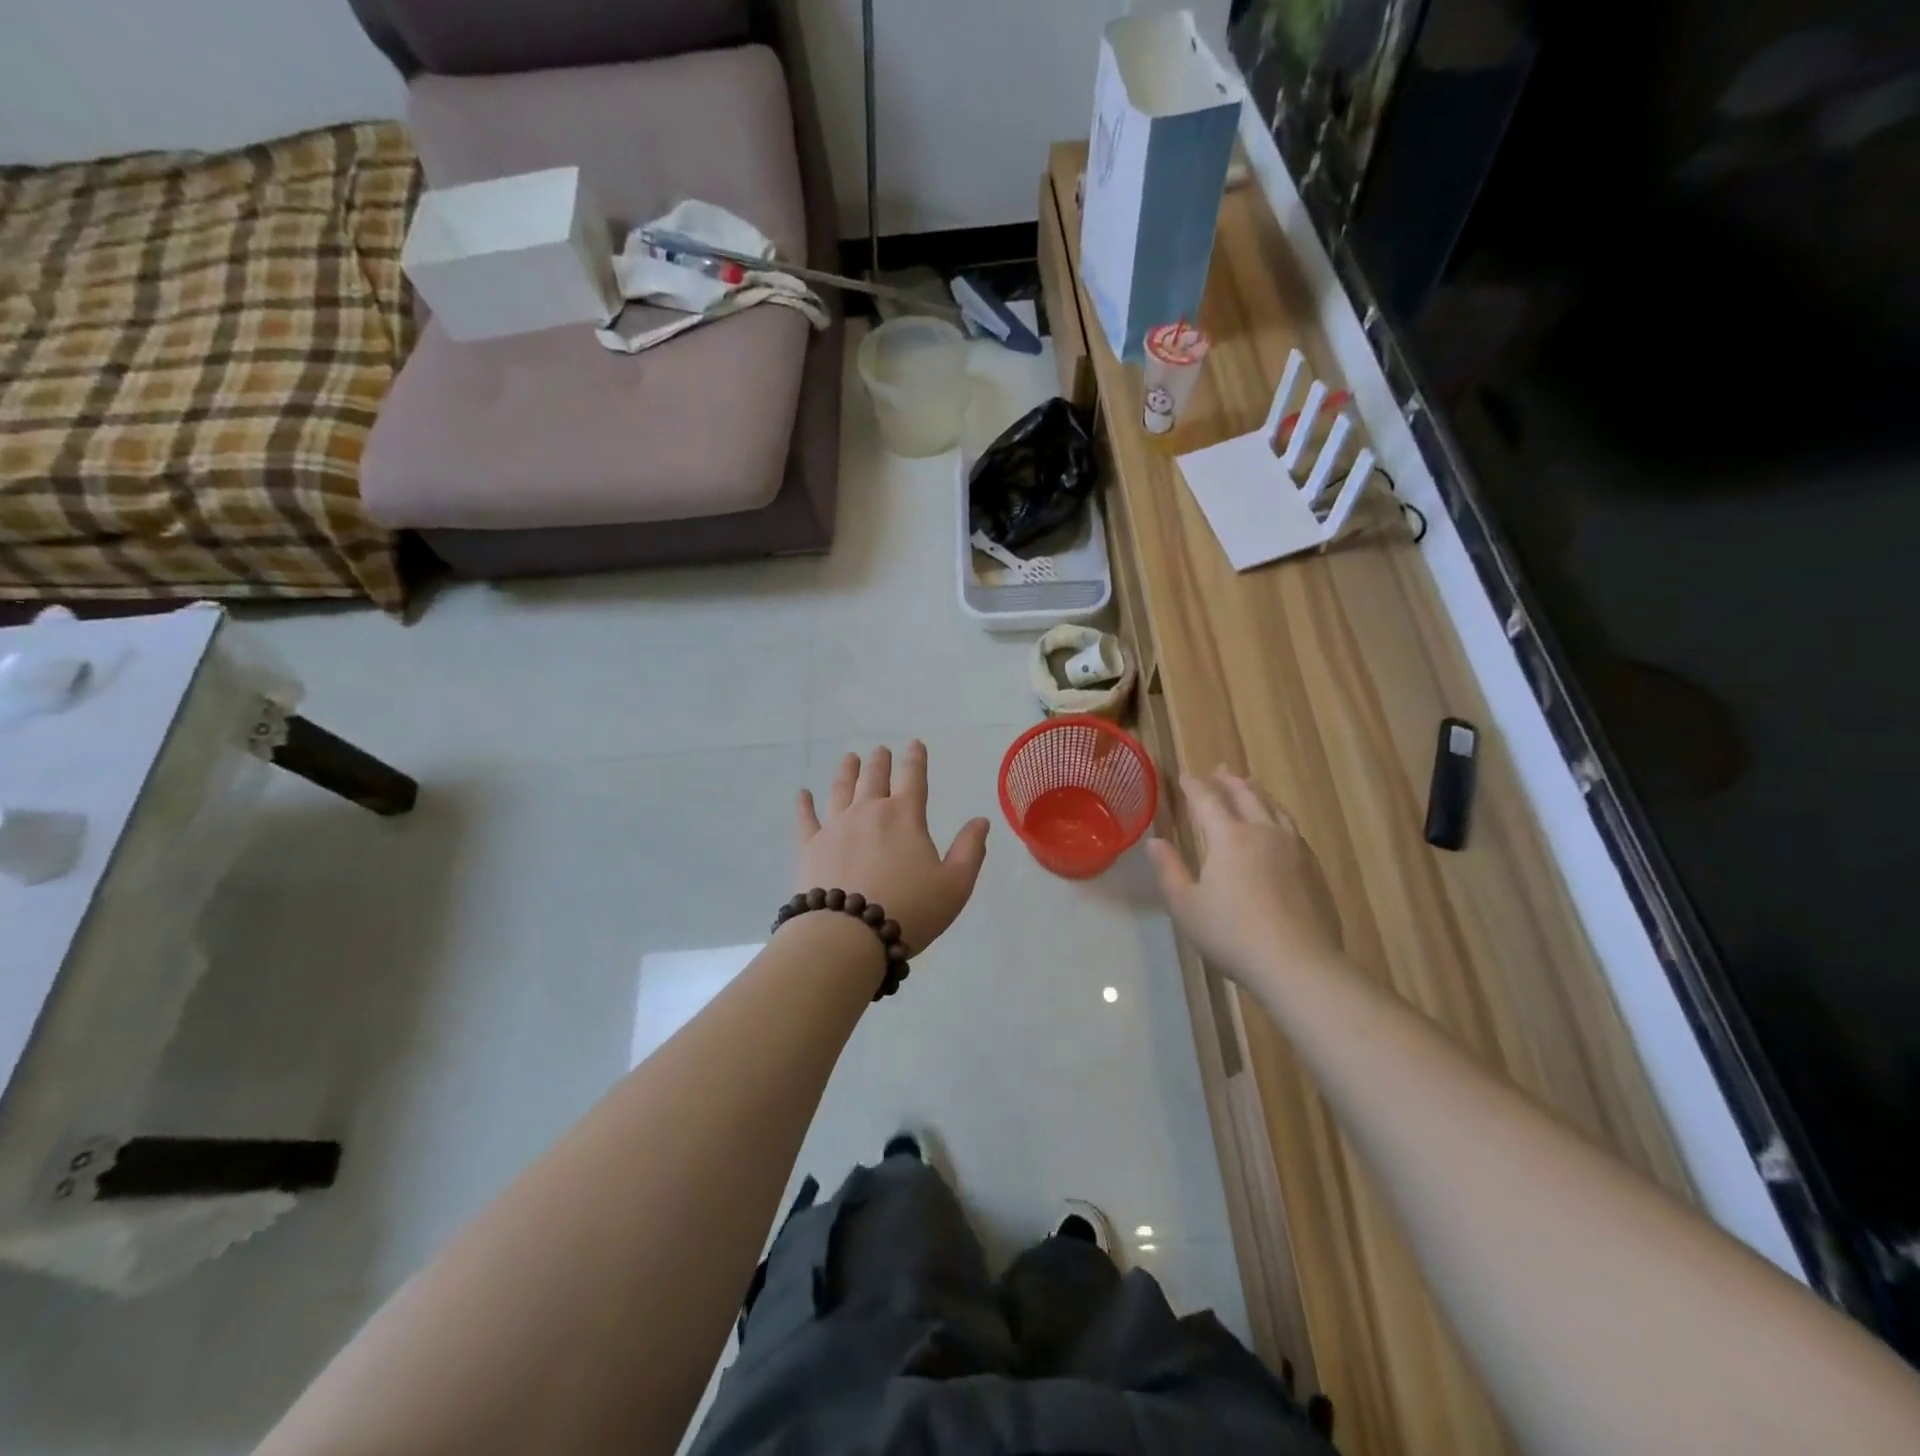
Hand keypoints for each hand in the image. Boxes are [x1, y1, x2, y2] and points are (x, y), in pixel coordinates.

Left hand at [795, 742, 990, 954]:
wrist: (847, 935)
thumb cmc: (909, 909)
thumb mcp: (954, 885)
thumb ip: (970, 850)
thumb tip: (980, 820)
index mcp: (905, 816)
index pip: (913, 778)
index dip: (916, 759)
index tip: (915, 744)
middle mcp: (869, 812)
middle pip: (874, 778)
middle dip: (880, 762)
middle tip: (880, 751)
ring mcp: (836, 827)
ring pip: (841, 789)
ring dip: (847, 771)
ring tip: (850, 758)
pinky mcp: (811, 847)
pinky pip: (806, 819)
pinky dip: (804, 804)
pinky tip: (802, 794)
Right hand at [1147, 768, 1344, 985]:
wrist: (1298, 964)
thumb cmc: (1232, 934)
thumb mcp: (1186, 906)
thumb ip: (1169, 870)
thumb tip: (1155, 842)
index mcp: (1228, 837)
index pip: (1207, 800)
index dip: (1194, 786)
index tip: (1184, 777)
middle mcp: (1262, 832)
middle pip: (1245, 795)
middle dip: (1228, 781)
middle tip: (1219, 770)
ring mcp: (1293, 848)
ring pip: (1273, 807)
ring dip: (1257, 792)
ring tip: (1250, 784)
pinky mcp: (1313, 867)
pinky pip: (1292, 827)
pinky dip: (1278, 815)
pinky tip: (1278, 825)